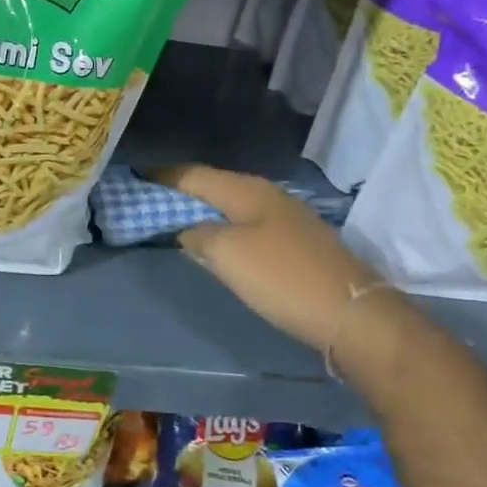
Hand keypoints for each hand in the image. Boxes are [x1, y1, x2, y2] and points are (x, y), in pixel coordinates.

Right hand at [151, 164, 380, 352]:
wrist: (350, 312)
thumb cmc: (281, 277)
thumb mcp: (227, 254)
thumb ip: (199, 235)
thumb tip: (188, 230)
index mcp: (247, 190)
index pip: (194, 174)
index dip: (164, 175)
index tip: (136, 176)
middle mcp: (267, 195)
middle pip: (215, 186)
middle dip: (183, 191)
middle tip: (151, 199)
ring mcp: (286, 218)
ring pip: (233, 205)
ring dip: (205, 209)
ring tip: (177, 218)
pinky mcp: (297, 242)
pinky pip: (248, 224)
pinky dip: (225, 227)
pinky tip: (219, 241)